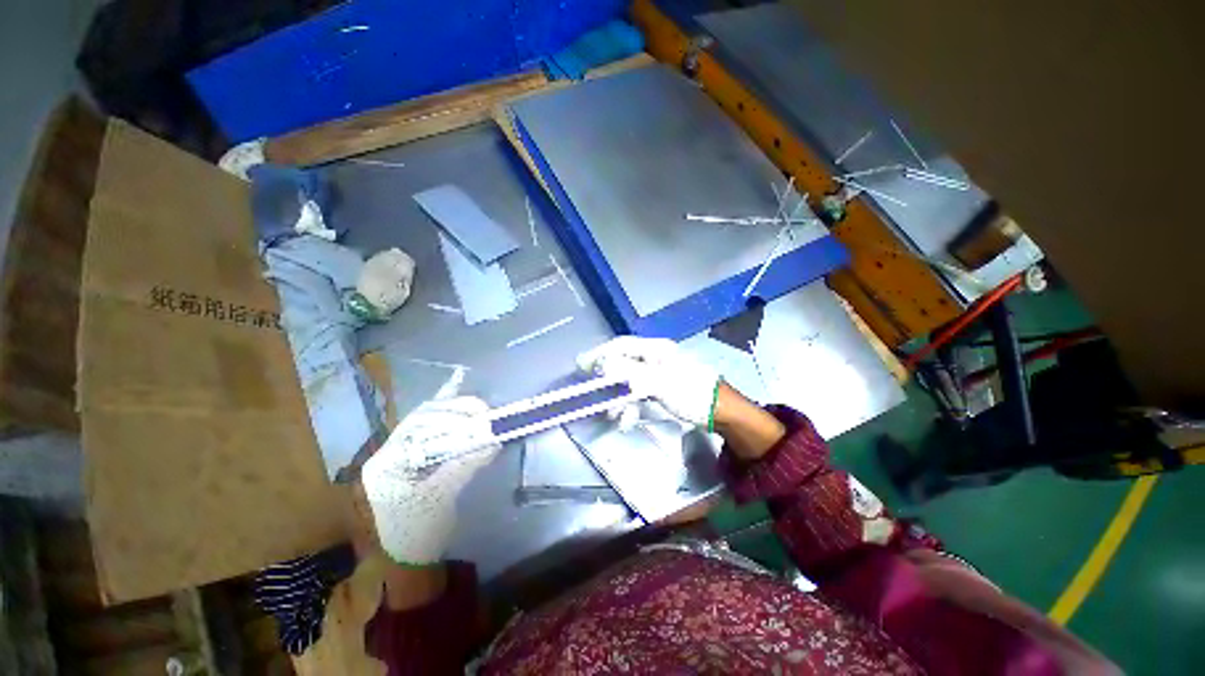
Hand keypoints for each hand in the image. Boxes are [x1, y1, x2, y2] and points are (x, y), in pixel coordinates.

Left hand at [360, 372, 499, 565]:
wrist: (408, 559)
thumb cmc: (417, 533)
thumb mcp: (440, 500)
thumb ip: (464, 466)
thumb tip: (493, 440)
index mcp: (386, 462)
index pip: (416, 427)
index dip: (449, 418)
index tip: (478, 418)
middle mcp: (390, 450)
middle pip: (423, 418)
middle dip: (455, 412)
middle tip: (484, 412)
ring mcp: (402, 451)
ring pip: (429, 420)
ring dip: (455, 411)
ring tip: (480, 410)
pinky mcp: (417, 454)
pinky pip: (433, 426)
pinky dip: (447, 409)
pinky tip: (456, 383)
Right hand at [577, 336, 720, 429]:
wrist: (721, 411)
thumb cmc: (691, 392)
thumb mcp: (659, 382)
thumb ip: (629, 373)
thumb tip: (603, 365)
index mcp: (655, 349)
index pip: (621, 346)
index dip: (600, 354)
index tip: (581, 365)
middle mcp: (655, 357)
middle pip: (623, 364)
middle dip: (610, 384)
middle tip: (600, 399)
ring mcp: (658, 373)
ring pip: (629, 381)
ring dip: (620, 398)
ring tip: (617, 416)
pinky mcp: (662, 387)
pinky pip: (639, 392)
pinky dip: (631, 404)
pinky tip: (629, 418)